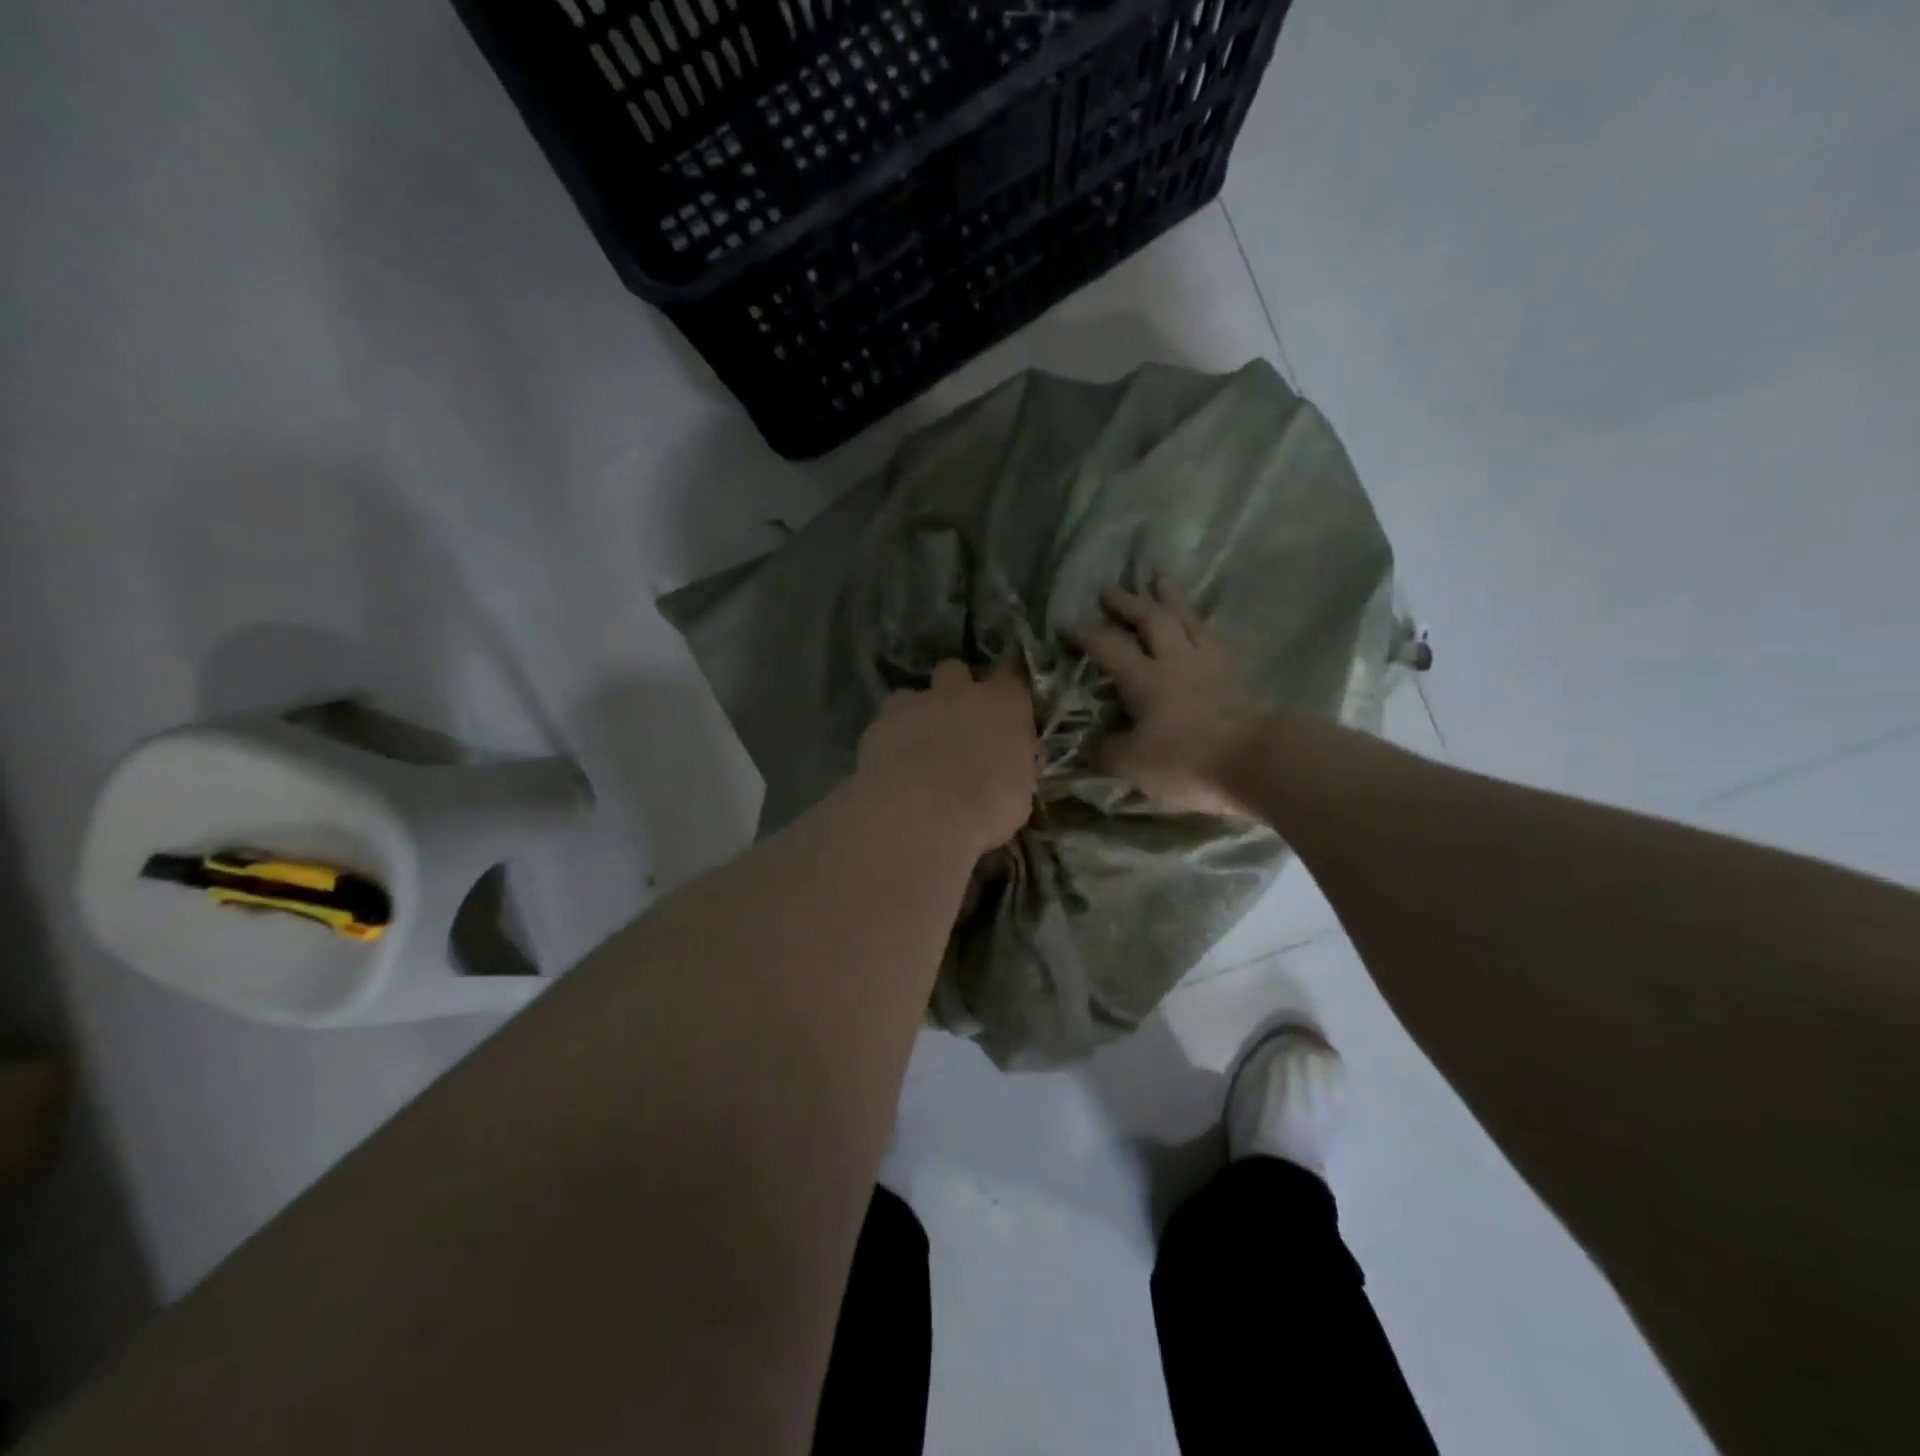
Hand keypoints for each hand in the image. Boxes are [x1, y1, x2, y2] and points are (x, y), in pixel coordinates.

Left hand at [856, 661, 1038, 856]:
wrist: (921, 817)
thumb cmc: (987, 809)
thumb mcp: (1019, 794)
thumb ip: (1011, 768)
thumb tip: (1004, 770)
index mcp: (1003, 705)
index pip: (1011, 676)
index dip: (1006, 687)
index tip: (1005, 705)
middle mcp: (958, 693)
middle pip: (954, 671)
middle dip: (954, 690)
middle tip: (957, 725)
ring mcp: (912, 705)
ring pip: (911, 695)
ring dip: (915, 715)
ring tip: (916, 750)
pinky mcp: (876, 726)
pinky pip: (883, 725)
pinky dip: (888, 742)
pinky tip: (890, 770)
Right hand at [1073, 574, 1263, 817]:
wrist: (1257, 761)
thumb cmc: (1187, 760)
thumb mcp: (1132, 764)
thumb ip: (1107, 751)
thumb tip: (1091, 744)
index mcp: (1144, 679)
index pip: (1108, 646)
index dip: (1085, 633)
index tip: (1066, 624)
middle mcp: (1175, 661)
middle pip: (1150, 620)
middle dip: (1127, 602)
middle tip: (1109, 588)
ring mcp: (1210, 664)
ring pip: (1187, 618)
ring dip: (1170, 595)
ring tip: (1158, 576)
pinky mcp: (1237, 675)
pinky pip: (1216, 637)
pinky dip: (1204, 624)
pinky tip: (1203, 622)